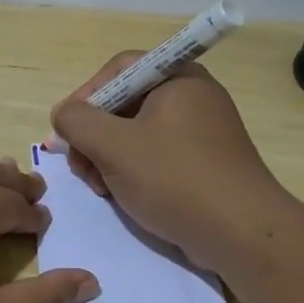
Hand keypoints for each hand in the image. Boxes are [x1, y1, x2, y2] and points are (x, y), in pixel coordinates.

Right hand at [49, 55, 291, 272]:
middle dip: (93, 134)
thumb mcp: (114, 146)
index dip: (86, 95)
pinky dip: (131, 171)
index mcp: (177, 79)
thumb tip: (62, 114)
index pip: (118, 69)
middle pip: (124, 102)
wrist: (241, 233)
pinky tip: (121, 196)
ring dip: (107, 157)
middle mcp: (192, 97)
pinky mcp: (202, 163)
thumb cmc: (175, 179)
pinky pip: (155, 155)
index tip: (66, 129)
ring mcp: (200, 132)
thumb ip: (77, 122)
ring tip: (99, 187)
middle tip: (80, 167)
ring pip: (135, 133)